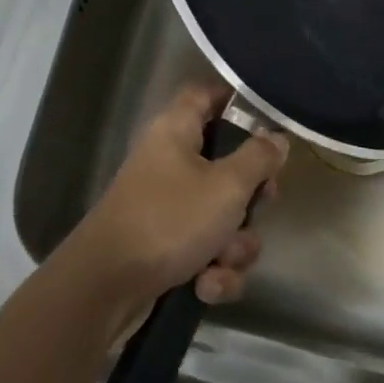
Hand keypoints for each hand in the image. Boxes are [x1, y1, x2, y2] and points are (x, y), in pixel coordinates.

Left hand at [63, 83, 288, 319]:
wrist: (106, 288)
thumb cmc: (169, 220)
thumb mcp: (226, 186)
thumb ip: (258, 158)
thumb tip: (277, 137)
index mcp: (176, 131)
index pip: (206, 94)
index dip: (236, 100)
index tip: (269, 121)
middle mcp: (171, 162)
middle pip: (227, 163)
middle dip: (250, 196)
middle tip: (260, 205)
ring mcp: (167, 206)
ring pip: (222, 215)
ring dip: (233, 245)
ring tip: (221, 260)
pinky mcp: (165, 246)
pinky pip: (205, 250)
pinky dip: (212, 270)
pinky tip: (204, 286)